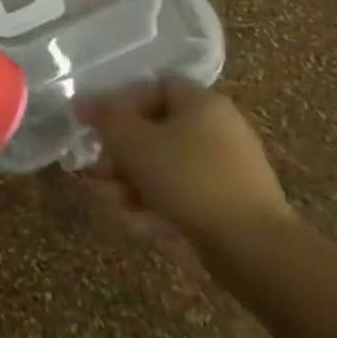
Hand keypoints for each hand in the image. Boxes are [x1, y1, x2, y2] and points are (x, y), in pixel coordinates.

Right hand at [74, 79, 290, 247]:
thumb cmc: (188, 178)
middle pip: (156, 132)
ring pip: (166, 168)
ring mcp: (229, 171)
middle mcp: (220, 130)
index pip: (154, 87)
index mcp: (202, 103)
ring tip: (110, 203)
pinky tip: (136, 223)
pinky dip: (158, 206)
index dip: (122, 103)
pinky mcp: (232, 207)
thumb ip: (103, 118)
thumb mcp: (133, 141)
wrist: (256, 250)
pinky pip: (185, 196)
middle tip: (96, 172)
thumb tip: (80, 102)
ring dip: (131, 183)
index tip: (99, 127)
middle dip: (120, 155)